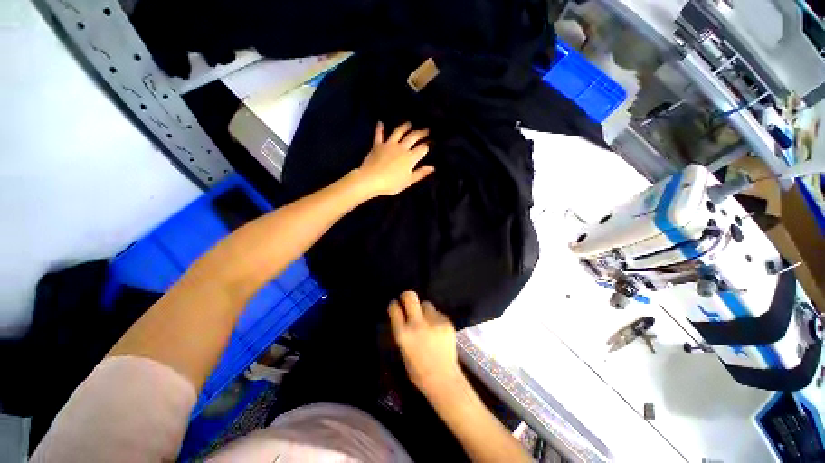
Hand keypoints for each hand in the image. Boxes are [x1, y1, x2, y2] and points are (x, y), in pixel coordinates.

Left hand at [355, 122, 434, 196]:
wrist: (371, 180)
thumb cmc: (391, 184)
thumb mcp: (408, 181)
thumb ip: (420, 173)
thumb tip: (432, 167)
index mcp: (410, 158)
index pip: (422, 149)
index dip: (427, 145)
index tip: (432, 142)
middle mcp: (401, 148)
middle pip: (413, 137)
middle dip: (421, 133)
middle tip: (426, 129)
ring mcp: (389, 145)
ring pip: (398, 132)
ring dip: (405, 127)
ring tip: (409, 123)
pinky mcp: (377, 145)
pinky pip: (379, 135)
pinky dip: (379, 129)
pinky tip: (380, 122)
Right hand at [388, 291, 461, 395]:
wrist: (444, 379)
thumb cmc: (418, 371)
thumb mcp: (403, 351)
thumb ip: (403, 332)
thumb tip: (403, 317)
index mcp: (403, 334)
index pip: (394, 309)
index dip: (394, 305)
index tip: (395, 305)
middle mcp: (417, 324)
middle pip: (410, 297)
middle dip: (407, 296)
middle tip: (407, 299)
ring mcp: (434, 322)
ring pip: (426, 304)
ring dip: (424, 310)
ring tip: (427, 321)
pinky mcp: (447, 322)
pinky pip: (437, 313)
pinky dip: (435, 318)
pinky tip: (437, 330)